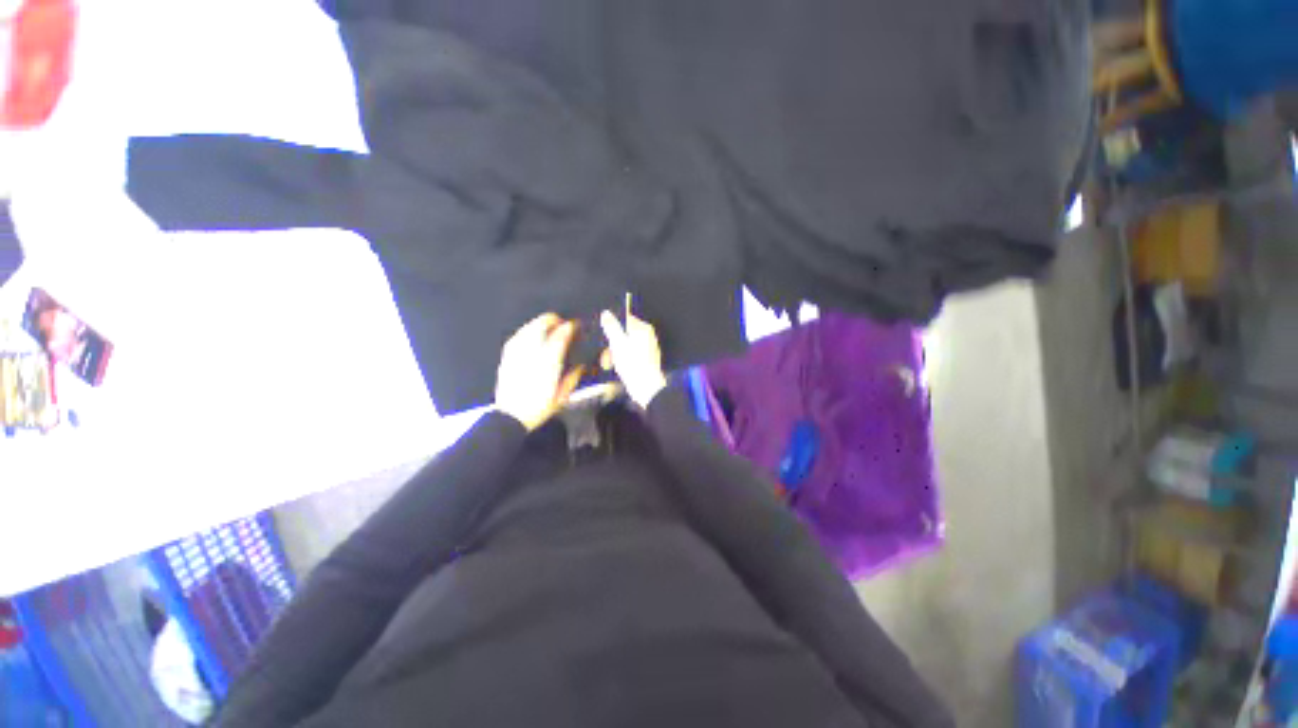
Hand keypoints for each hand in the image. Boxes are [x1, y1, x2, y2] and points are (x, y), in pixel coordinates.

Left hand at [495, 313, 583, 430]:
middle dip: (552, 320)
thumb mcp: (562, 396)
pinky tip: (528, 334)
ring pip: (528, 328)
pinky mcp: (507, 357)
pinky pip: (517, 337)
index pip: (560, 336)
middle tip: (560, 322)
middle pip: (541, 326)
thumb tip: (581, 367)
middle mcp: (532, 353)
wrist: (511, 417)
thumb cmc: (539, 407)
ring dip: (538, 324)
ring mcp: (517, 353)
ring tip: (546, 325)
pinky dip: (525, 332)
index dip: (569, 327)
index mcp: (549, 362)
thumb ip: (573, 378)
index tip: (575, 325)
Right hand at [600, 299, 667, 408]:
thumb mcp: (618, 343)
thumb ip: (612, 327)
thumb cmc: (634, 365)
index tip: (607, 337)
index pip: (625, 319)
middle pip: (624, 333)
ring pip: (625, 345)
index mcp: (643, 329)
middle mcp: (647, 336)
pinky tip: (618, 368)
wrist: (647, 388)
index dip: (613, 327)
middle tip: (607, 355)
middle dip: (613, 344)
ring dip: (615, 353)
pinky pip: (630, 355)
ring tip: (610, 364)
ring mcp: (647, 348)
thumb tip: (607, 314)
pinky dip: (622, 360)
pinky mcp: (645, 360)